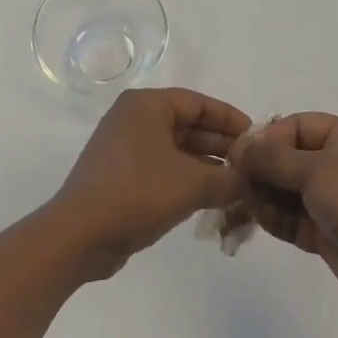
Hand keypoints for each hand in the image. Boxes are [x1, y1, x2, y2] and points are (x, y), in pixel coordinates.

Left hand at [49, 88, 250, 279]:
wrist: (80, 234)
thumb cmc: (138, 192)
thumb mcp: (192, 183)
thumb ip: (229, 178)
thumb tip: (251, 181)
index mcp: (146, 106)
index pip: (197, 102)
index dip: (230, 119)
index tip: (257, 137)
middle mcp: (133, 120)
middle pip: (187, 126)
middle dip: (221, 146)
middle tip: (253, 166)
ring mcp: (124, 150)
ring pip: (176, 151)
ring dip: (207, 166)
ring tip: (239, 185)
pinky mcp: (121, 178)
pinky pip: (163, 170)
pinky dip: (187, 180)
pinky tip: (212, 199)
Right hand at [230, 114, 337, 311]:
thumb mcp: (315, 170)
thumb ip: (272, 158)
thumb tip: (239, 148)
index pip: (297, 126)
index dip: (268, 137)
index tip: (242, 153)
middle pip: (288, 159)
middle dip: (262, 169)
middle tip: (235, 179)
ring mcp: (331, 199)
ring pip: (286, 190)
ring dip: (264, 195)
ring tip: (244, 201)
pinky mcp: (325, 231)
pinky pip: (291, 218)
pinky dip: (274, 218)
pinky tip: (258, 218)